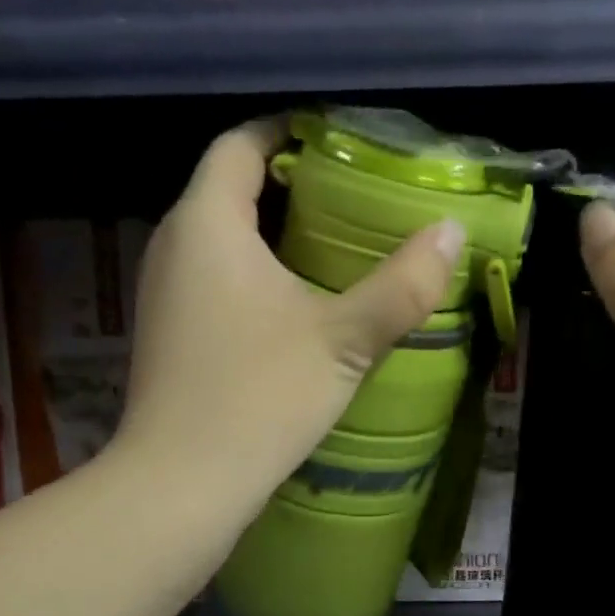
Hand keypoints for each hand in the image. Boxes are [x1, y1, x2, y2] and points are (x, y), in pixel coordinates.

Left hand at [116, 119, 464, 526]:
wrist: (181, 485)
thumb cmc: (259, 398)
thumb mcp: (344, 340)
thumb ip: (402, 285)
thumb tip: (450, 232)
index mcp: (207, 224)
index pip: (240, 144)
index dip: (287, 130)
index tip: (338, 139)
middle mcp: (173, 246)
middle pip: (230, 189)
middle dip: (290, 185)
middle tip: (354, 197)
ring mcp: (164, 293)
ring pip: (221, 239)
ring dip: (273, 234)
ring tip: (336, 247)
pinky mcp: (170, 334)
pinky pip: (214, 280)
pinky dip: (254, 274)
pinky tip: (297, 306)